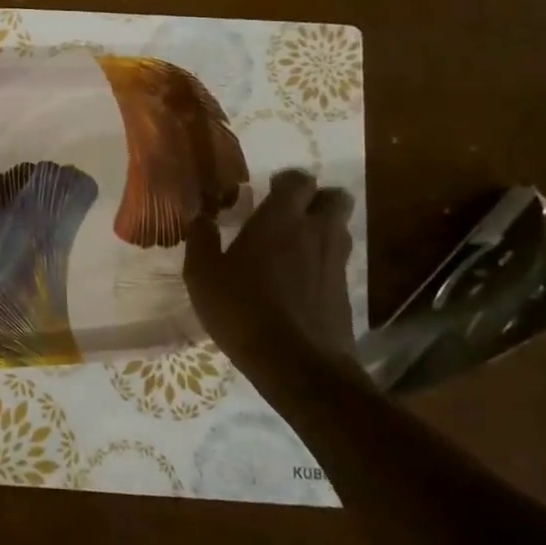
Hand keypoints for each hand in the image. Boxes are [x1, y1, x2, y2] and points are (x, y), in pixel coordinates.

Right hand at [184, 169, 357, 368]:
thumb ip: (201, 240)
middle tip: (290, 213)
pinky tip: (301, 280)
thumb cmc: (242, 310)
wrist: (297, 364)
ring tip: (295, 245)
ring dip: (323, 228)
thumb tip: (199, 217)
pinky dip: (324, 261)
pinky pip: (338, 260)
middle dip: (317, 199)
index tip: (269, 190)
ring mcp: (336, 261)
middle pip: (335, 197)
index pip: (298, 180)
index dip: (286, 181)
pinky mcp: (345, 290)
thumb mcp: (203, 275)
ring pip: (340, 228)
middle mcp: (315, 232)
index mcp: (280, 219)